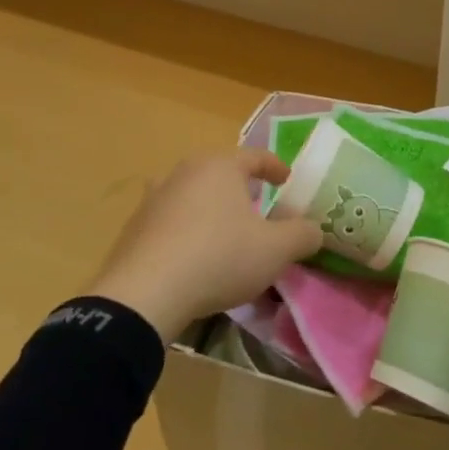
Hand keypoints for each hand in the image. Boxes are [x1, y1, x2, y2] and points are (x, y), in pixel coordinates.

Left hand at [87, 149, 320, 339]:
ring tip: (225, 231)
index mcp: (219, 166)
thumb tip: (313, 229)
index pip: (255, 157)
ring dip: (211, 208)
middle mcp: (184, 171)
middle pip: (220, 172)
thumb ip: (302, 235)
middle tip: (258, 206)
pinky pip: (171, 221)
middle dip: (241, 188)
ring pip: (193, 194)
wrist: (145, 293)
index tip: (287, 180)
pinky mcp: (135, 227)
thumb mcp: (276, 250)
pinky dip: (187, 230)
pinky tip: (194, 256)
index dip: (275, 167)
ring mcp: (154, 197)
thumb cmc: (219, 258)